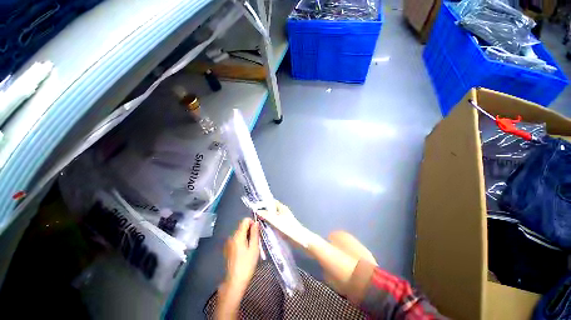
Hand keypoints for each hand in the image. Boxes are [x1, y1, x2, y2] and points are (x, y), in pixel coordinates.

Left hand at [222, 218, 259, 292]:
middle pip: (242, 227)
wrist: (234, 282)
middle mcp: (232, 237)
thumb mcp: (254, 248)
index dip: (252, 223)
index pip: (245, 220)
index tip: (257, 232)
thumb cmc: (246, 265)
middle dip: (250, 231)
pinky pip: (237, 240)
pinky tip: (245, 253)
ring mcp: (229, 243)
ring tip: (251, 249)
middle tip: (255, 243)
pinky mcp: (228, 249)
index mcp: (238, 235)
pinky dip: (242, 242)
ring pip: (240, 234)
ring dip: (247, 237)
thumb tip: (256, 223)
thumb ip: (255, 233)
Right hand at [257, 201, 313, 248]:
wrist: (300, 239)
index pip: (271, 202)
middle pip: (270, 210)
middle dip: (263, 212)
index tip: (255, 206)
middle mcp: (282, 212)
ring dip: (265, 219)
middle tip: (254, 215)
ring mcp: (282, 220)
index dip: (263, 203)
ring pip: (271, 217)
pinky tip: (263, 229)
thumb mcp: (276, 221)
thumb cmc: (289, 228)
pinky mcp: (283, 227)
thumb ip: (266, 215)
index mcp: (282, 208)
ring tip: (256, 221)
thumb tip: (257, 211)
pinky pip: (273, 223)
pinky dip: (268, 224)